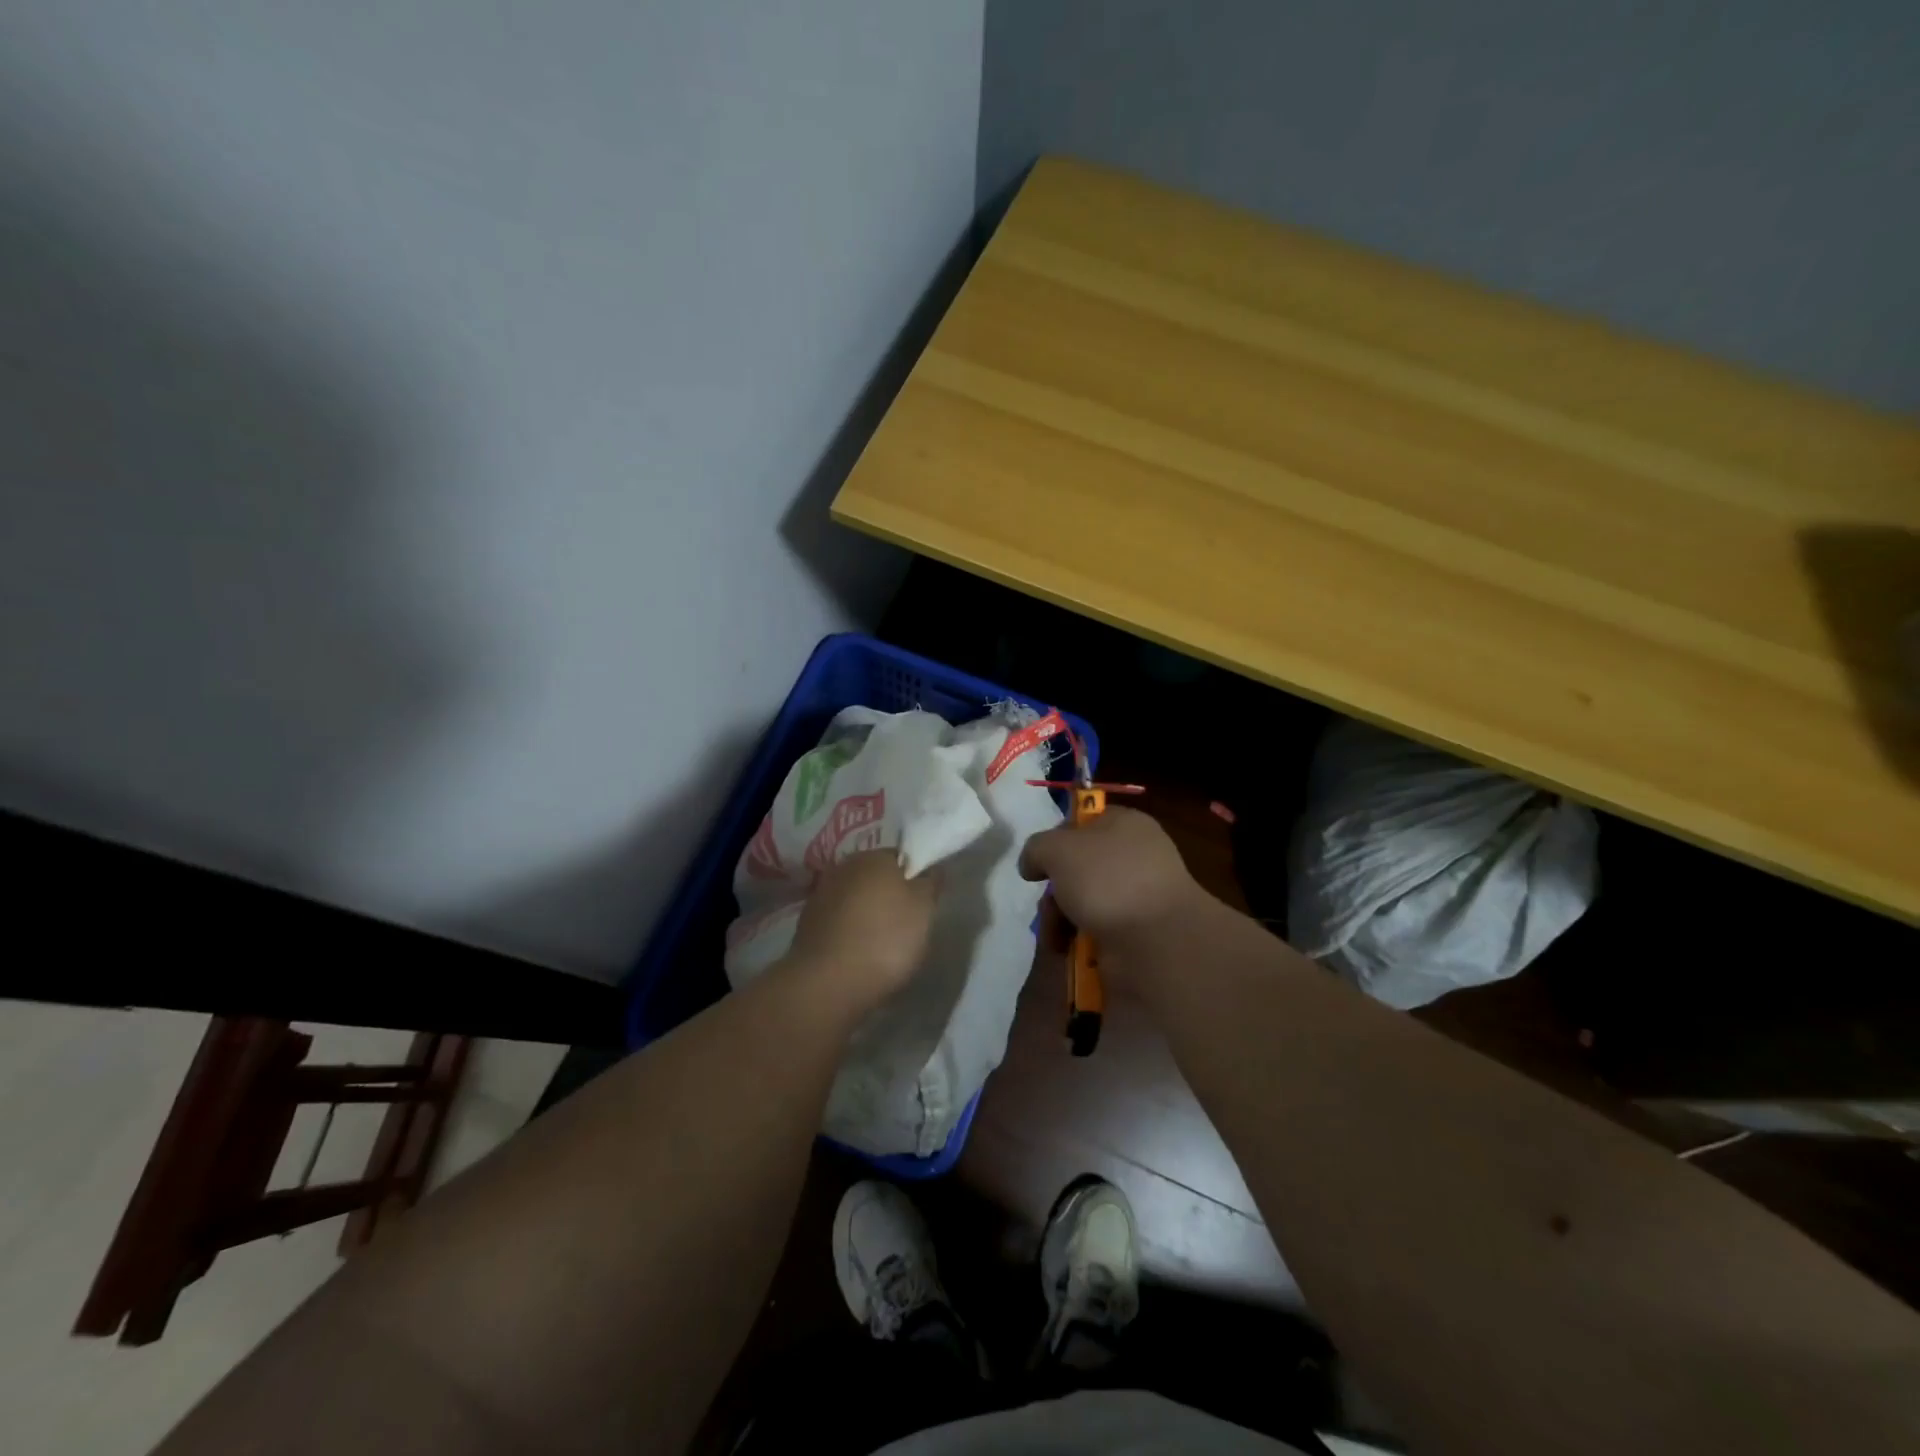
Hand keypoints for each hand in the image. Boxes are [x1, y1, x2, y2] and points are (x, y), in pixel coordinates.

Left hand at [785, 850, 936, 1009]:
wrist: (827, 983)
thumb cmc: (885, 939)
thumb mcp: (924, 910)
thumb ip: (930, 884)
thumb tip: (930, 869)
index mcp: (874, 856)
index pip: (901, 858)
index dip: (914, 879)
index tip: (923, 903)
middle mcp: (844, 867)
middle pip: (874, 877)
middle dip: (888, 896)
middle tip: (905, 924)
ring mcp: (821, 895)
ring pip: (854, 899)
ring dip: (866, 914)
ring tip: (881, 944)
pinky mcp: (807, 924)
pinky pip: (838, 922)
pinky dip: (848, 933)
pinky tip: (858, 954)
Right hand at [1018, 806, 1207, 945]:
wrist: (1157, 940)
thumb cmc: (1108, 879)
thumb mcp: (1058, 848)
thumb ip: (1036, 849)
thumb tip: (1032, 866)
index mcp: (1124, 824)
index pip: (1082, 821)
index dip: (1056, 838)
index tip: (1040, 862)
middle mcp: (1133, 856)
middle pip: (1077, 867)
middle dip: (1055, 890)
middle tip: (1048, 906)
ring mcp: (1137, 896)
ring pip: (1082, 901)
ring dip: (1060, 920)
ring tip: (1055, 937)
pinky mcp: (1136, 932)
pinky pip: (1096, 930)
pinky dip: (1078, 940)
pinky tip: (1069, 951)